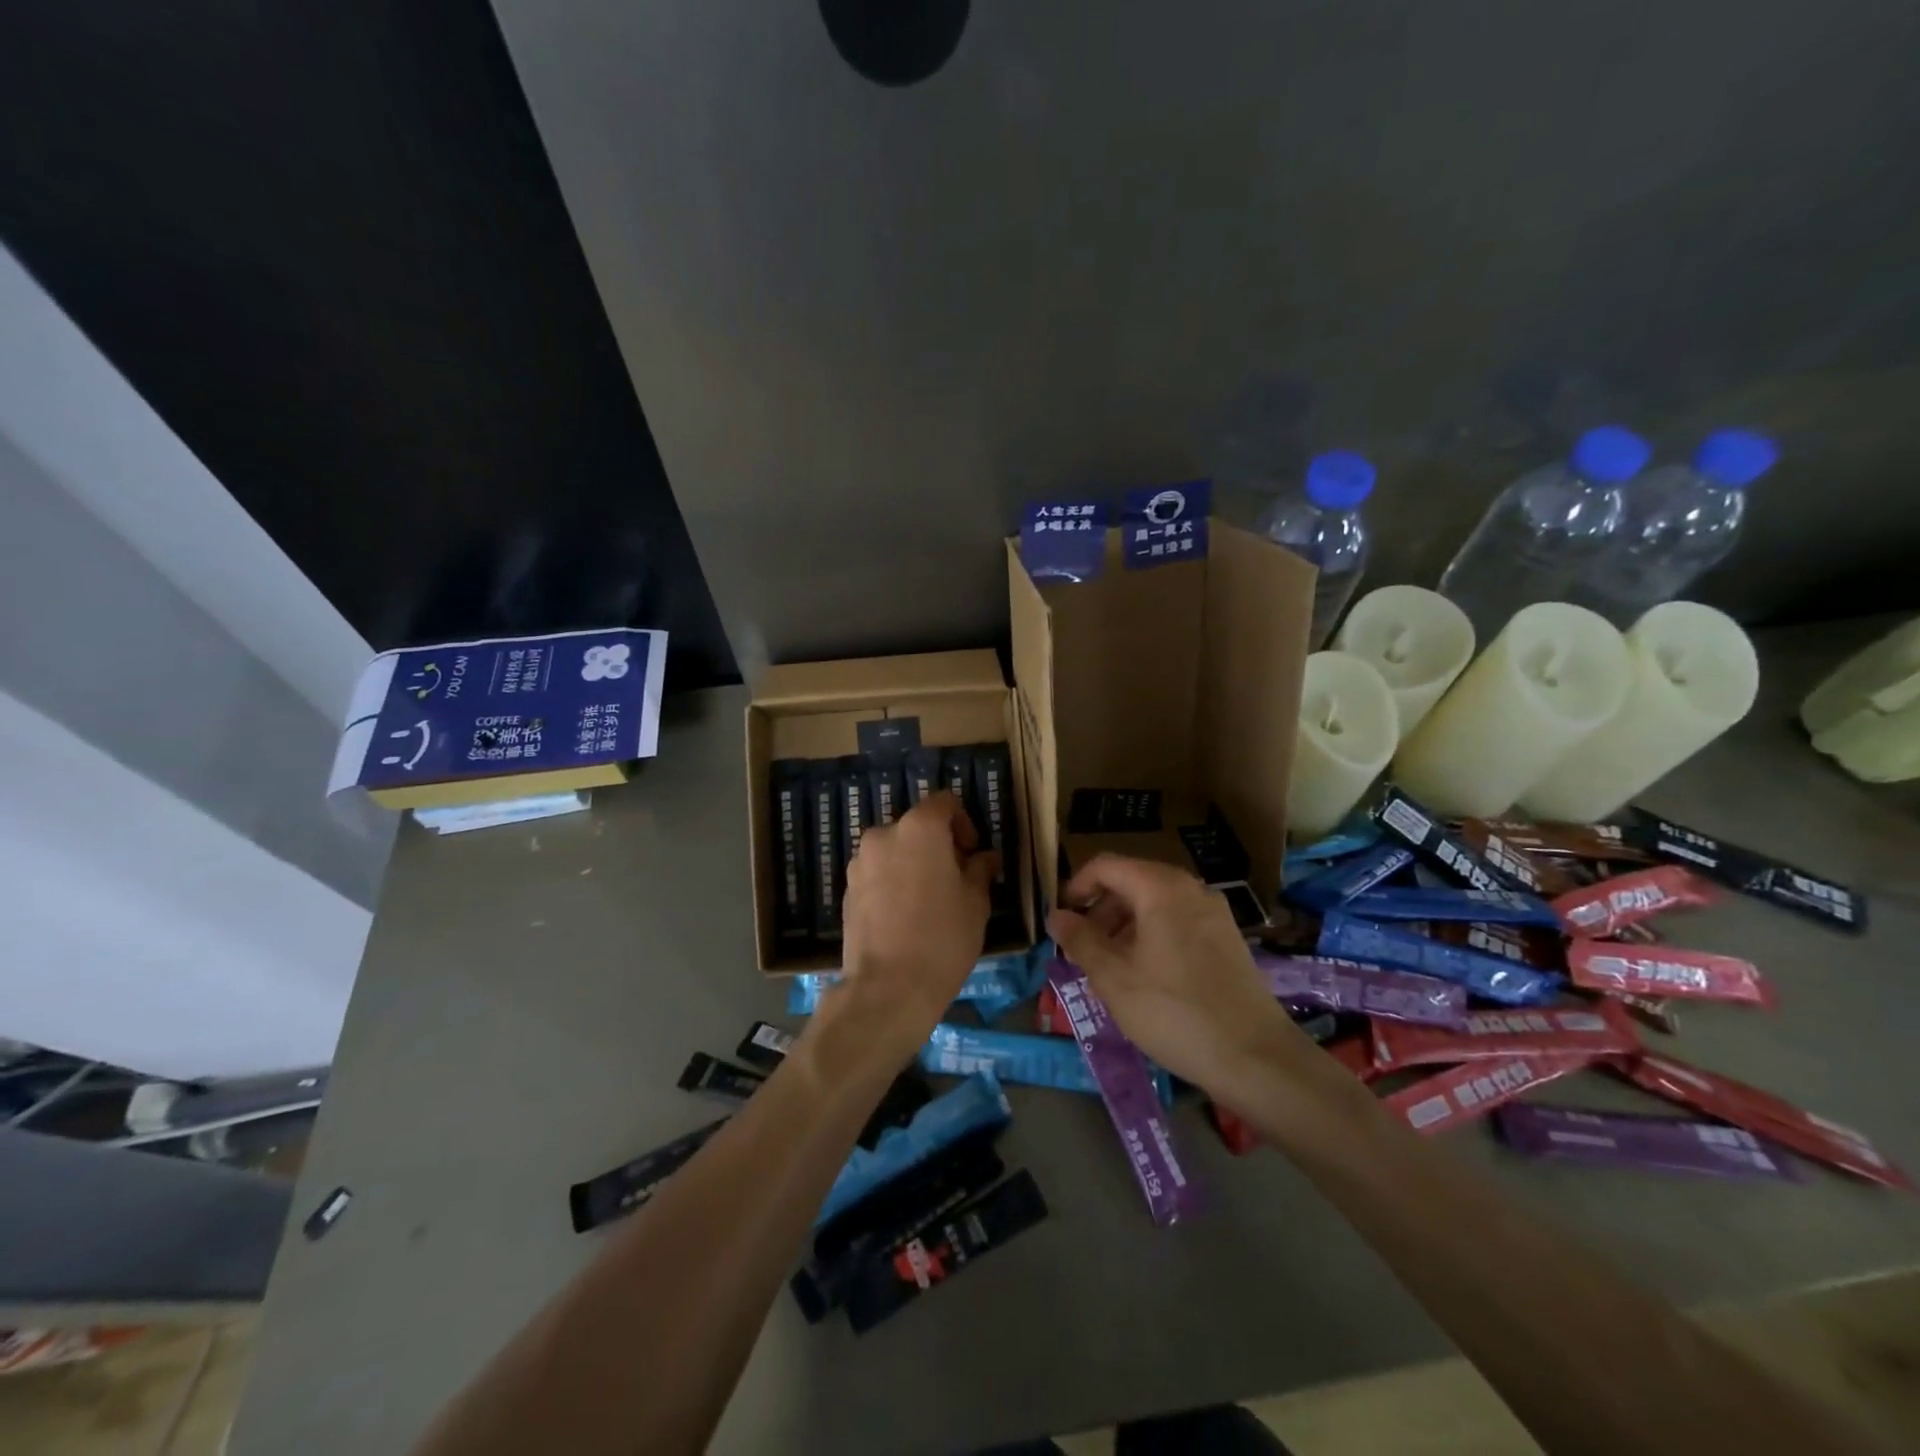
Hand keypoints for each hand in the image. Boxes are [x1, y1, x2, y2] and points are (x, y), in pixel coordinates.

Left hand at [825, 792, 996, 1064]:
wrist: (888, 987)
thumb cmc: (943, 937)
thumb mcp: (976, 901)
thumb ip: (980, 869)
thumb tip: (983, 858)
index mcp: (919, 828)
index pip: (944, 802)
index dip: (964, 823)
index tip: (972, 853)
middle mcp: (884, 834)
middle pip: (916, 827)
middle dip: (937, 845)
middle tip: (955, 878)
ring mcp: (860, 862)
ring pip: (894, 851)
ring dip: (912, 863)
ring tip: (928, 900)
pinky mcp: (846, 890)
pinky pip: (877, 874)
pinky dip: (892, 883)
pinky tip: (905, 916)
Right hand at [1047, 855, 1314, 1101]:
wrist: (1256, 1058)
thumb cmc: (1174, 1012)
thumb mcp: (1114, 978)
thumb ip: (1080, 940)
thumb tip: (1055, 915)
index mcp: (1160, 888)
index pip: (1106, 866)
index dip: (1076, 887)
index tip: (1061, 920)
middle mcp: (1190, 889)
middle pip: (1132, 882)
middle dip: (1100, 910)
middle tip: (1082, 950)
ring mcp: (1213, 913)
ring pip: (1155, 903)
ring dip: (1124, 926)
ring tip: (1109, 968)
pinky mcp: (1227, 939)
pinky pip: (1178, 922)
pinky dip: (1152, 936)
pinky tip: (1145, 977)